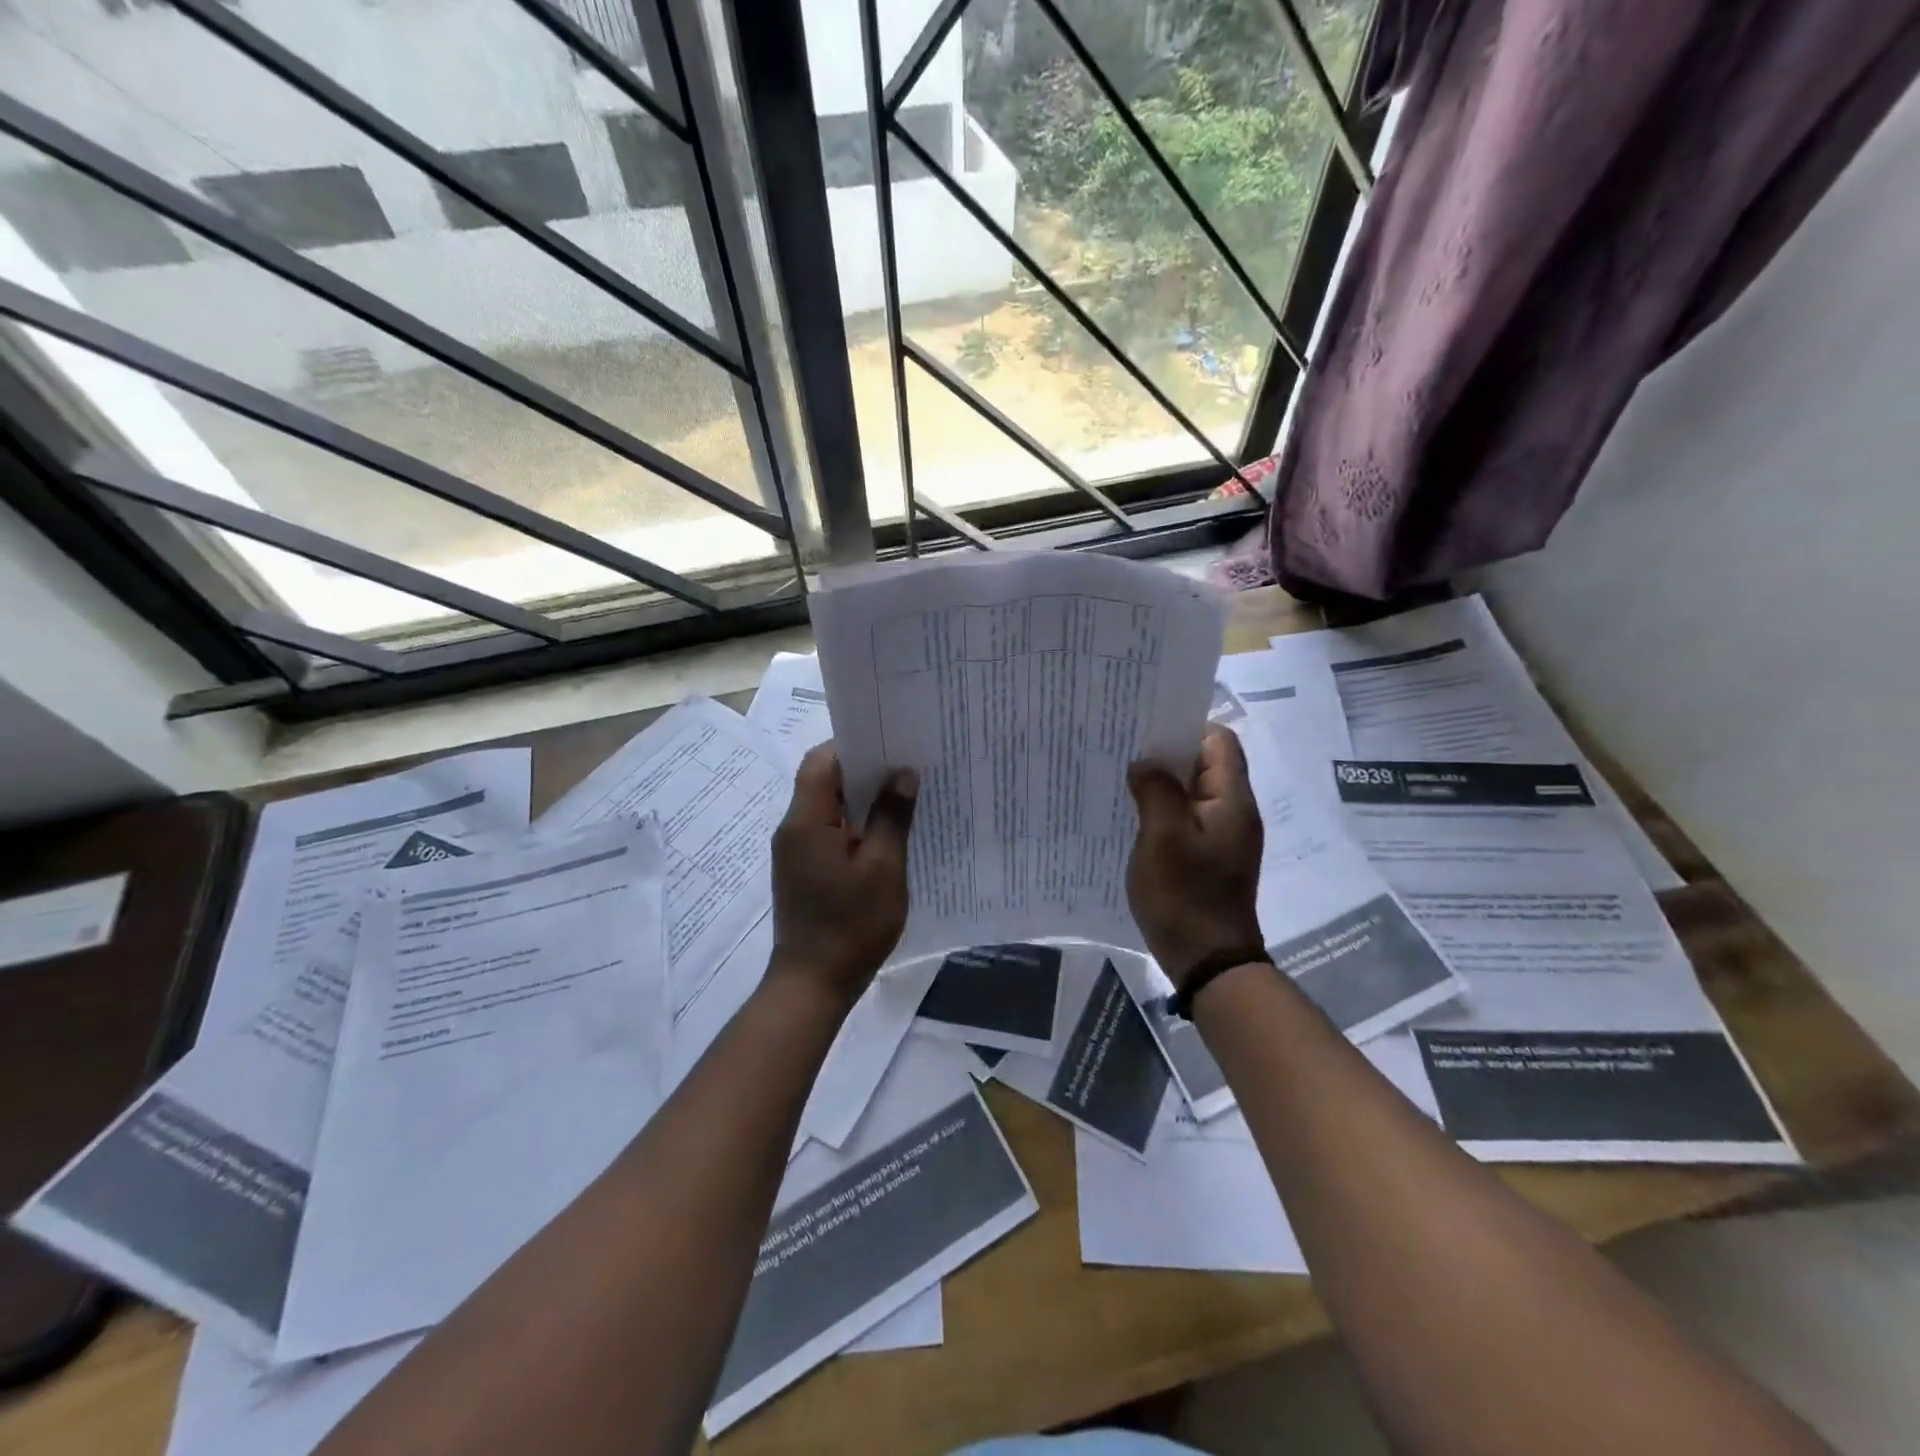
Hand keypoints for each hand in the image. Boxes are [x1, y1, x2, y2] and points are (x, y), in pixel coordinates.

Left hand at [770, 744, 918, 1007]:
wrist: (813, 984)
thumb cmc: (850, 925)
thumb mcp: (883, 869)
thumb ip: (892, 817)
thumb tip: (902, 774)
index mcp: (806, 821)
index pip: (821, 761)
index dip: (853, 745)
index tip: (891, 743)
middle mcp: (793, 829)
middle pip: (823, 781)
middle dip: (863, 770)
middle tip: (906, 766)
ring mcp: (796, 852)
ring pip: (828, 807)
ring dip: (861, 799)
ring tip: (903, 796)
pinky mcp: (804, 871)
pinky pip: (829, 832)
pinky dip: (855, 825)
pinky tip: (887, 834)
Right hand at [1126, 724, 1264, 984]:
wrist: (1207, 959)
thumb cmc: (1185, 894)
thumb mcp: (1163, 837)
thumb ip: (1156, 790)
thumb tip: (1146, 763)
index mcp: (1233, 800)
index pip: (1220, 741)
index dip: (1186, 729)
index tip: (1146, 730)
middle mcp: (1235, 812)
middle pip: (1207, 765)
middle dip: (1168, 755)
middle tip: (1126, 752)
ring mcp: (1223, 837)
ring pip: (1194, 793)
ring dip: (1164, 784)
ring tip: (1125, 780)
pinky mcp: (1210, 858)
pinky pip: (1188, 819)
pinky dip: (1165, 811)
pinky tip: (1135, 817)